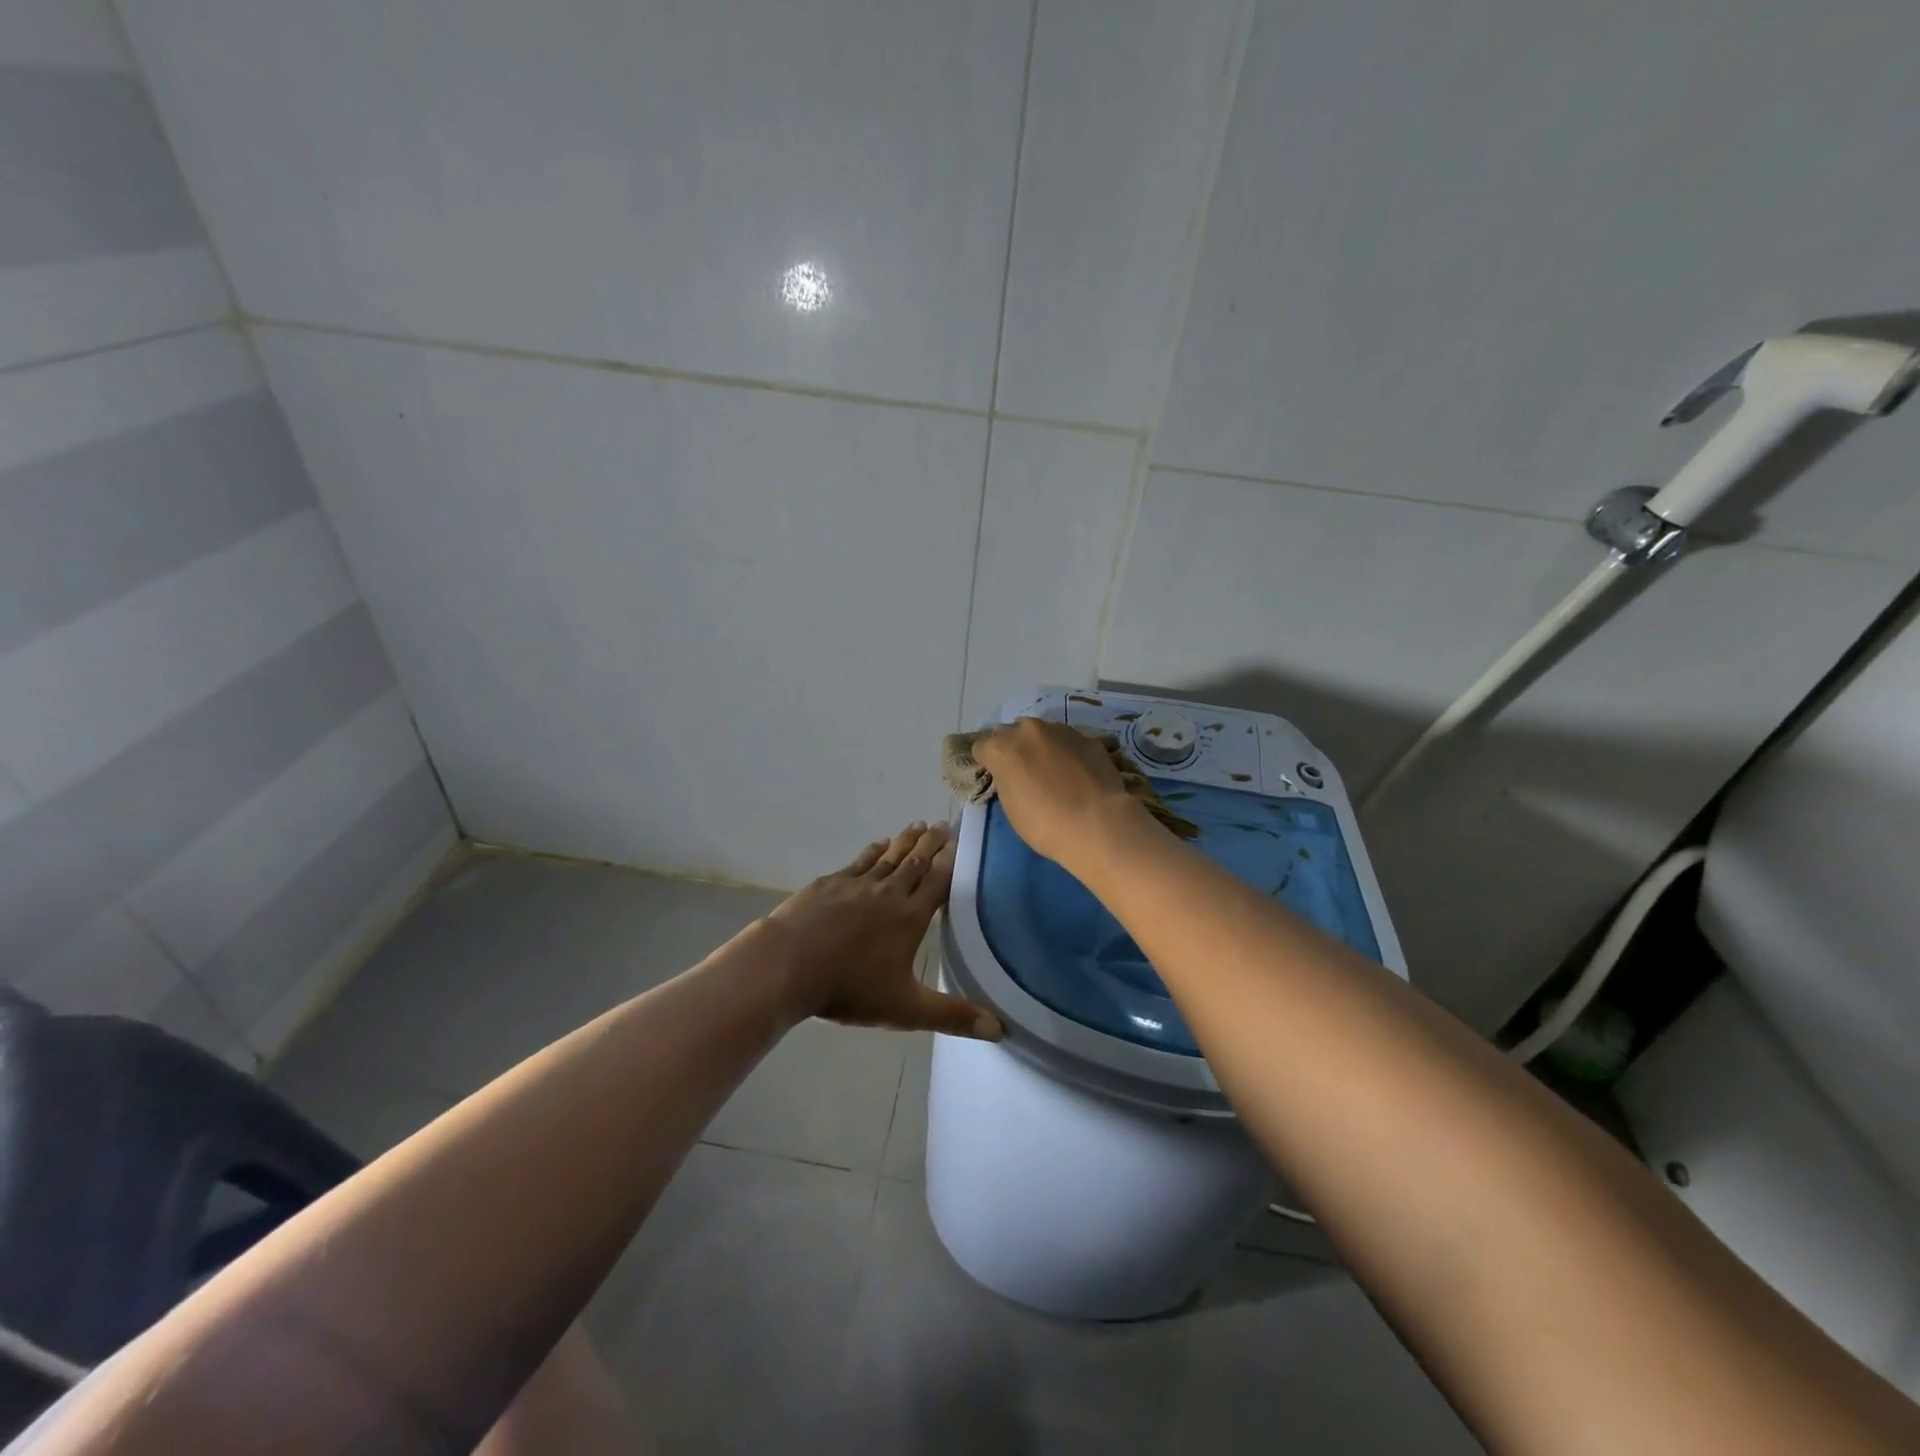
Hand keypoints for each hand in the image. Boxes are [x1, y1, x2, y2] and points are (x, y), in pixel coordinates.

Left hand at [766, 822, 1002, 1039]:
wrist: (788, 965)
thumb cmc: (850, 987)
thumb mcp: (906, 1009)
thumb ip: (952, 1016)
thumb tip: (1000, 1029)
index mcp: (909, 918)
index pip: (937, 883)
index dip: (950, 862)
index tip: (959, 842)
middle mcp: (887, 893)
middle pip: (915, 863)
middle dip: (931, 844)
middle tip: (941, 824)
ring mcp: (856, 885)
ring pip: (888, 857)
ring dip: (905, 841)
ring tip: (917, 825)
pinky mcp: (829, 884)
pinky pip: (859, 862)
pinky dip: (873, 851)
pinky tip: (878, 845)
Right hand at [971, 717, 1145, 866]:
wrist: (1097, 823)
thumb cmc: (1045, 824)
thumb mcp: (1011, 805)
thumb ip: (1006, 779)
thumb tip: (1013, 773)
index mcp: (1001, 748)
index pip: (981, 746)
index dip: (987, 762)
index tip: (995, 777)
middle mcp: (1027, 730)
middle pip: (1011, 732)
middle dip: (1013, 748)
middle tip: (1023, 772)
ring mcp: (1060, 730)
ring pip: (1042, 732)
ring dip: (1041, 746)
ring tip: (1053, 771)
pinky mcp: (1087, 737)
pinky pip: (1069, 741)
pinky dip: (1067, 752)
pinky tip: (1077, 773)